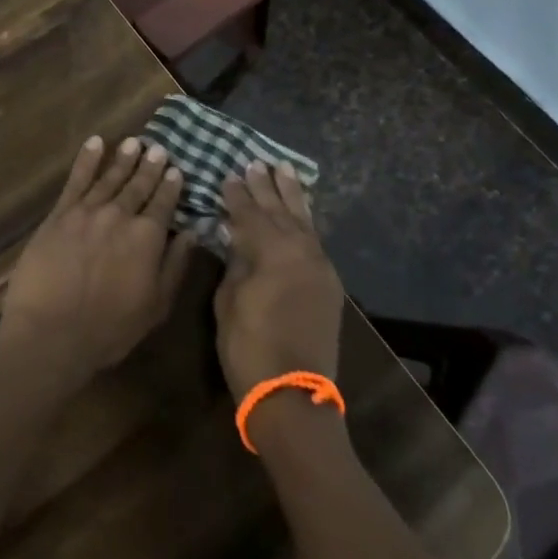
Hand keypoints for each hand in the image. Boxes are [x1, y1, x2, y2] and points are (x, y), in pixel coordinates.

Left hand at [0, 135, 193, 392]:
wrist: (51, 333)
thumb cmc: (109, 328)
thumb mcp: (156, 305)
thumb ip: (175, 265)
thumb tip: (192, 232)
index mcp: (147, 237)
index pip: (164, 203)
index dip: (171, 186)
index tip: (177, 169)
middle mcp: (120, 215)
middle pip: (138, 185)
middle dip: (150, 166)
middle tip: (158, 148)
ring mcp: (87, 211)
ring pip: (110, 177)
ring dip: (123, 158)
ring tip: (134, 142)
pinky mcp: (59, 214)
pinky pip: (76, 180)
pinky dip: (87, 159)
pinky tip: (96, 143)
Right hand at [213, 162, 345, 398]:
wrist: (293, 395)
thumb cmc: (249, 348)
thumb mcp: (229, 302)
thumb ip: (236, 263)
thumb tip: (236, 238)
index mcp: (273, 252)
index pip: (250, 214)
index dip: (237, 196)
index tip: (229, 176)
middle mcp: (301, 251)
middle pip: (280, 211)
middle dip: (266, 187)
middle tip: (256, 162)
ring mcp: (320, 267)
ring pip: (304, 221)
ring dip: (292, 196)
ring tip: (283, 170)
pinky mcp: (329, 284)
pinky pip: (315, 240)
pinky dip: (306, 221)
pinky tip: (301, 212)